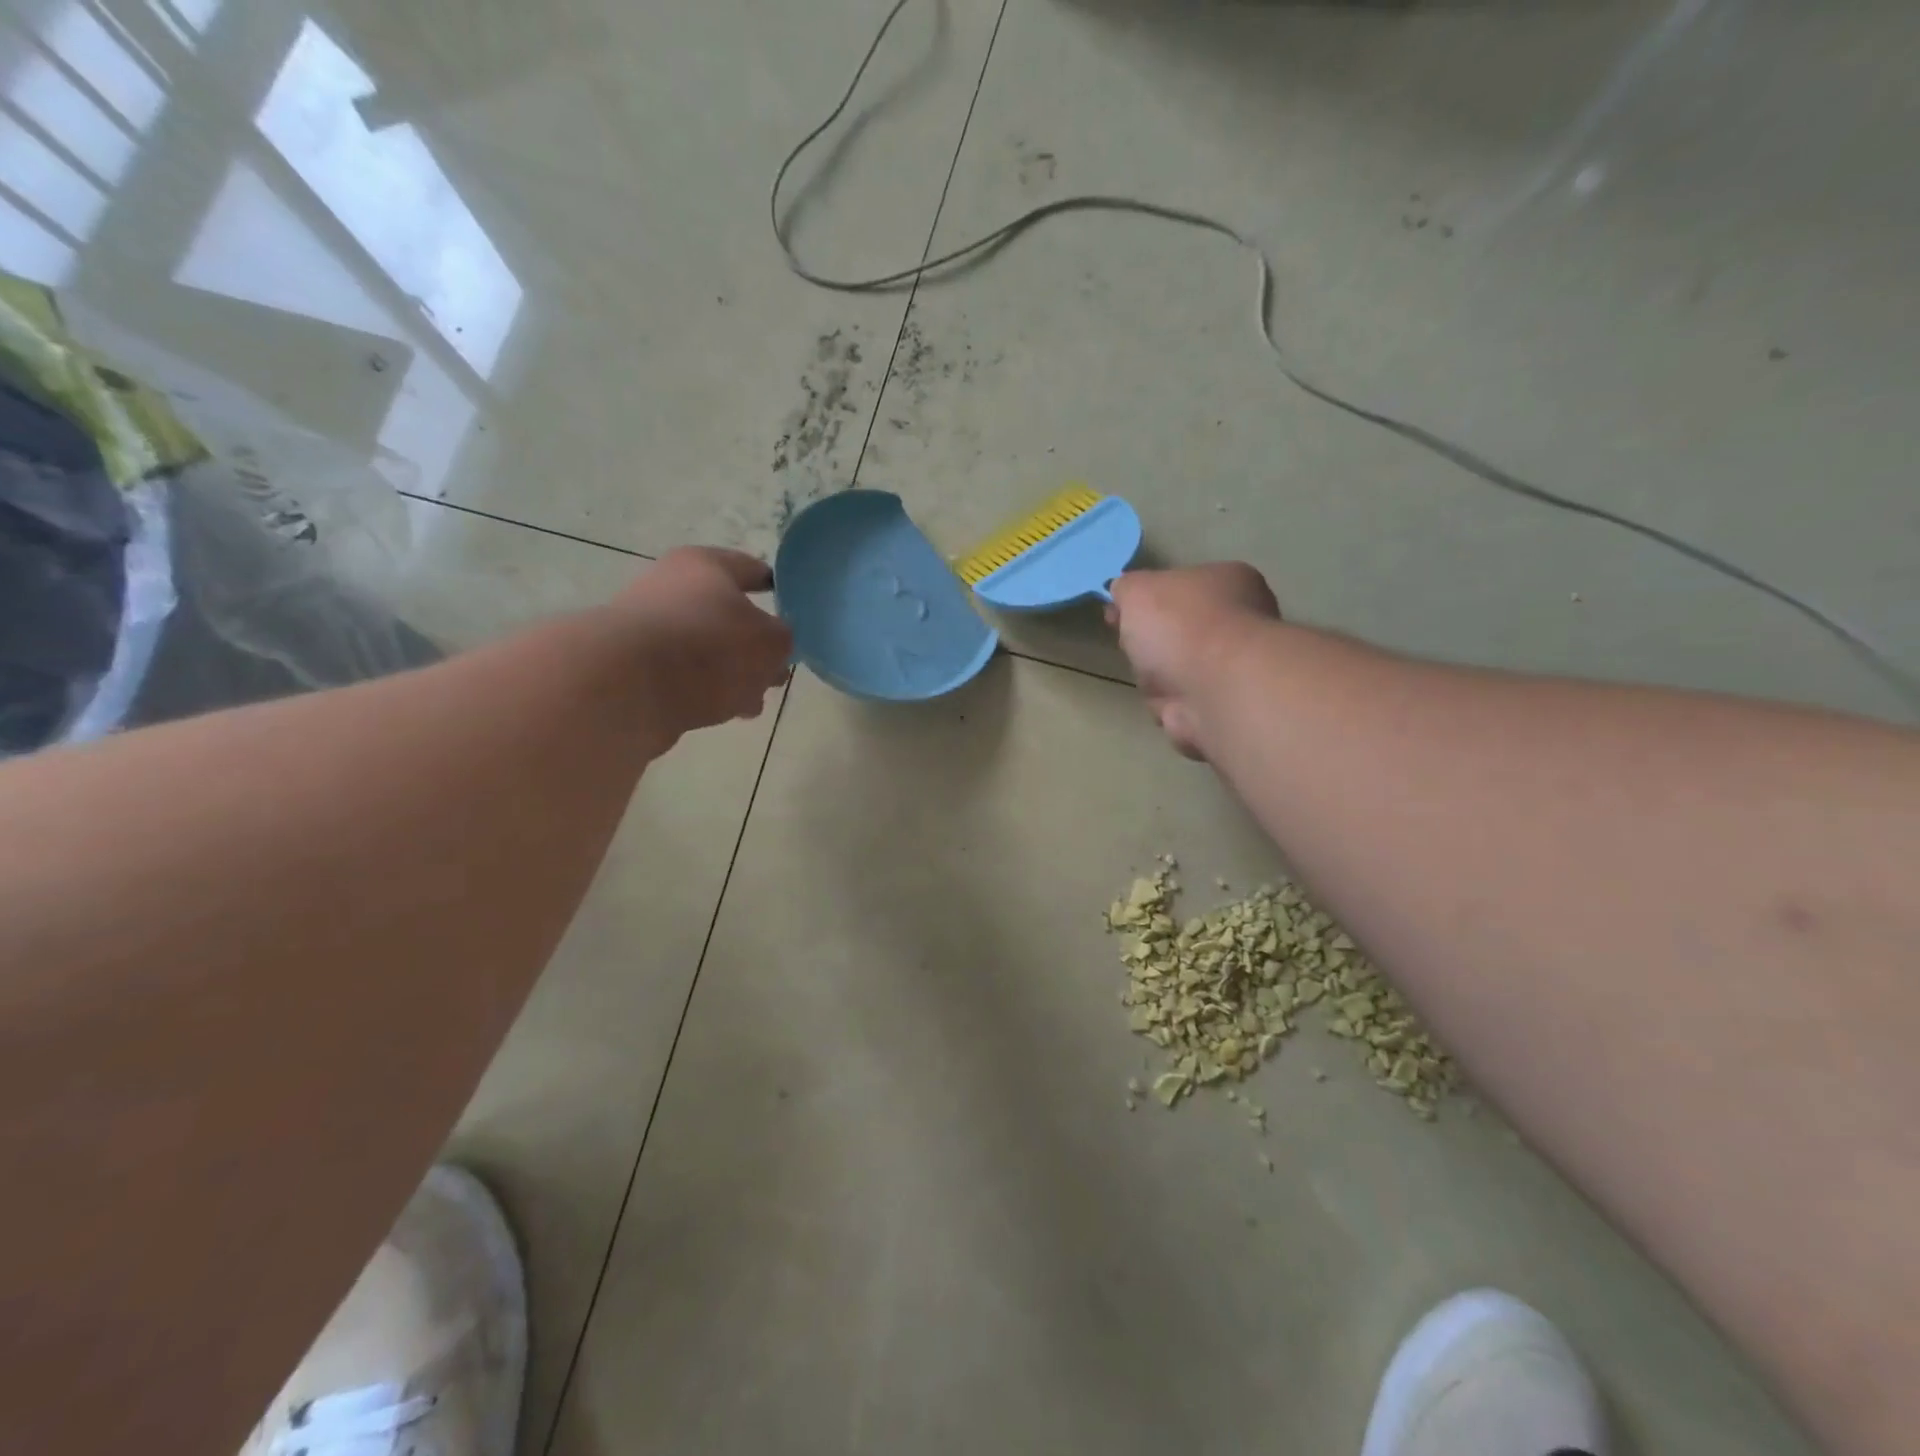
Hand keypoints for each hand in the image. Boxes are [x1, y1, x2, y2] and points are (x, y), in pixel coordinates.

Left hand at [610, 547, 792, 742]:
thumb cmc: (709, 648)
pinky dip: (705, 692)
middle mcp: (671, 587)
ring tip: (753, 703)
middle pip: (727, 614)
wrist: (626, 688)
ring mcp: (648, 628)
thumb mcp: (770, 642)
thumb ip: (782, 640)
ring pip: (706, 650)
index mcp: (705, 565)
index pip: (751, 569)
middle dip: (754, 645)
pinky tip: (724, 714)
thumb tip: (771, 645)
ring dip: (732, 675)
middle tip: (777, 670)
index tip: (793, 607)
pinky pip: (683, 677)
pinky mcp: (633, 668)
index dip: (776, 587)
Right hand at [1107, 563, 1280, 759]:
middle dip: (1149, 643)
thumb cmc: (1180, 625)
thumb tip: (1123, 593)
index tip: (1118, 613)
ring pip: (1176, 672)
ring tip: (1151, 678)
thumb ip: (1127, 587)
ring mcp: (1233, 669)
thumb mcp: (1137, 589)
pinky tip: (1168, 703)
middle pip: (1177, 632)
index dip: (1147, 600)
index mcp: (1228, 582)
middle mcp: (1240, 623)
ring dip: (1155, 679)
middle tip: (1130, 645)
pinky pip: (1182, 706)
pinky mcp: (1224, 708)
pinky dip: (1169, 707)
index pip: (1181, 587)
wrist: (1213, 688)